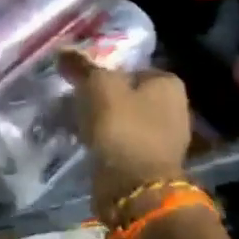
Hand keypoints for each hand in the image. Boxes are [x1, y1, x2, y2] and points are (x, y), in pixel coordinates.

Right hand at [58, 50, 191, 213]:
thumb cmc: (122, 126)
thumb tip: (64, 51)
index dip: (104, 73)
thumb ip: (82, 67)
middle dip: (102, 99)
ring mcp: (166, 139)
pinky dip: (106, 143)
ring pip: (124, 121)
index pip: (130, 68)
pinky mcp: (151, 164)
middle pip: (128, 95)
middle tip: (75, 102)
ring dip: (102, 122)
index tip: (80, 83)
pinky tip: (87, 144)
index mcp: (169, 83)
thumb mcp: (98, 86)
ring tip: (76, 124)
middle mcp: (175, 108)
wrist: (135, 187)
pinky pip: (123, 144)